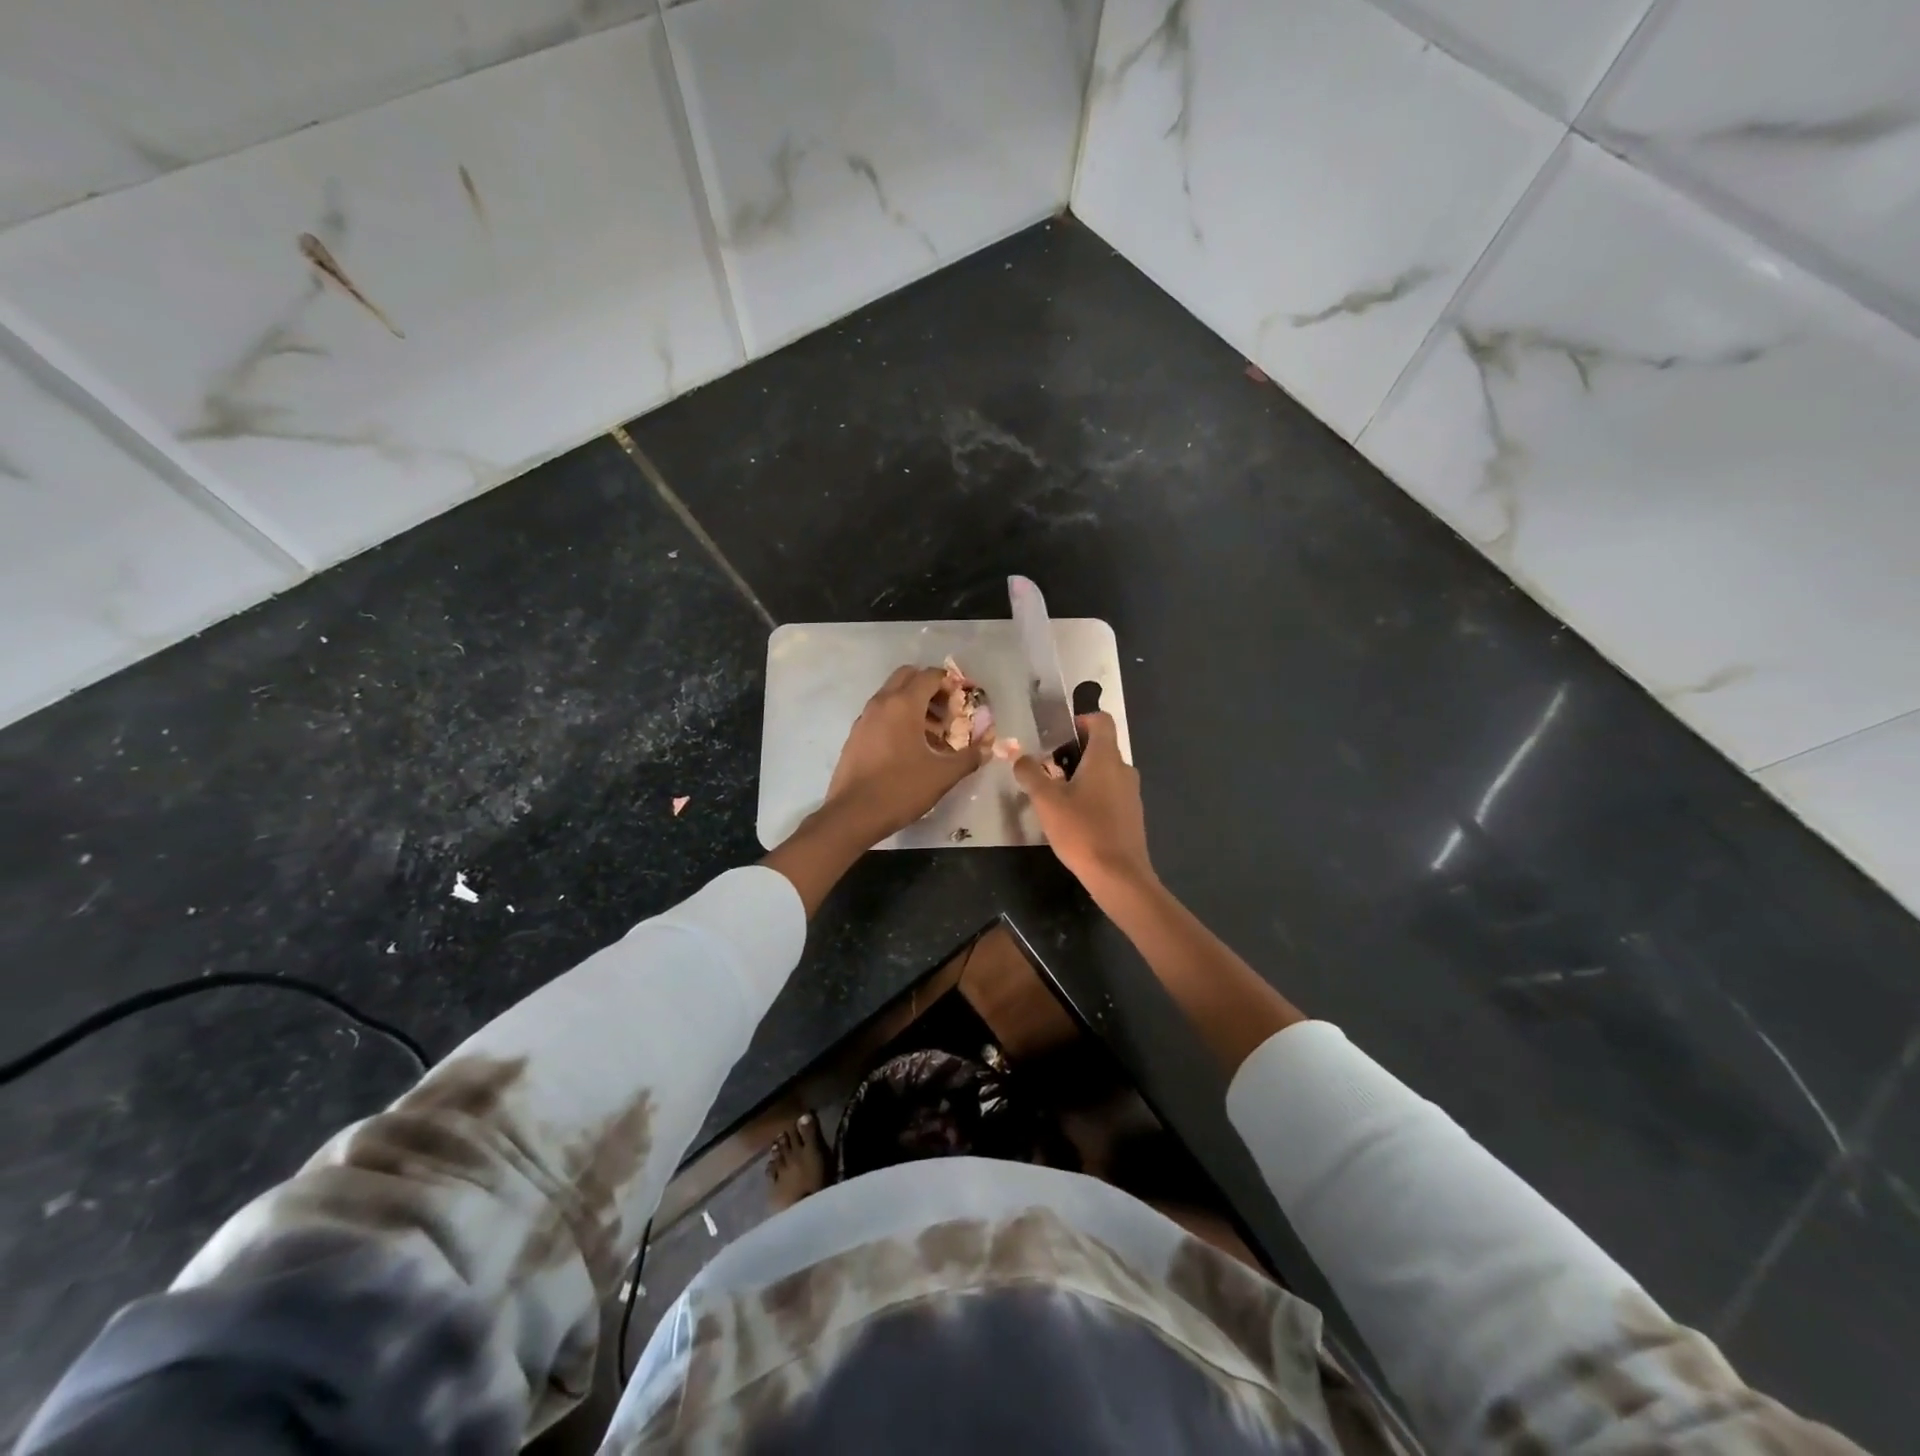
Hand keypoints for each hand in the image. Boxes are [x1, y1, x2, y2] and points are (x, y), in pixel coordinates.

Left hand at [822, 665, 992, 844]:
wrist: (852, 814)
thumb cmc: (900, 789)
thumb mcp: (942, 775)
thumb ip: (969, 757)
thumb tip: (987, 748)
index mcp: (903, 705)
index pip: (930, 676)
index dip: (950, 684)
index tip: (963, 703)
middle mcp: (881, 703)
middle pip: (908, 677)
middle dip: (930, 688)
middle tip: (947, 713)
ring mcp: (865, 718)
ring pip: (892, 695)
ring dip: (914, 704)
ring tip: (933, 734)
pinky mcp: (856, 735)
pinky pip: (881, 713)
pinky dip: (898, 718)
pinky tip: (910, 748)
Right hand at [1012, 712, 1153, 895]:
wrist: (1119, 876)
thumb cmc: (1082, 831)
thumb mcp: (1046, 801)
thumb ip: (1030, 774)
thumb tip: (1019, 757)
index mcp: (1105, 758)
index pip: (1101, 721)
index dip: (1081, 720)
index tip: (1058, 735)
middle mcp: (1123, 769)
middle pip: (1101, 747)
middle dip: (1074, 752)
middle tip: (1048, 768)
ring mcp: (1131, 793)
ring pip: (1105, 772)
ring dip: (1083, 775)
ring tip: (1058, 795)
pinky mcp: (1132, 815)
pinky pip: (1111, 793)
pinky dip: (1094, 795)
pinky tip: (1075, 818)